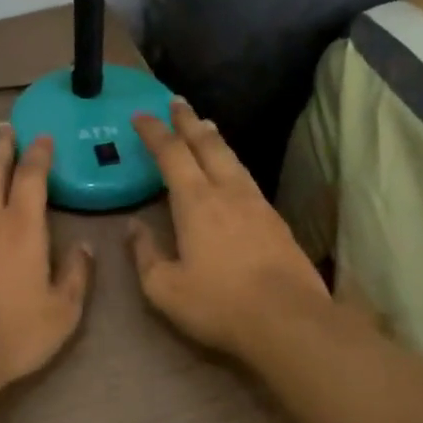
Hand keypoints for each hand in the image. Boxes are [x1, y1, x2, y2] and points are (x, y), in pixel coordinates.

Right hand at [128, 100, 332, 360]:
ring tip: (205, 125)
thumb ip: (145, 253)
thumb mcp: (164, 288)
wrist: (289, 321)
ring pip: (231, 157)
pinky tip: (233, 170)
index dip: (154, 132)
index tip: (140, 115)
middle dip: (187, 120)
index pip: (171, 153)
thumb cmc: (219, 304)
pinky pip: (247, 177)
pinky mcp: (276, 219)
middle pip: (206, 144)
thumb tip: (133, 227)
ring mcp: (256, 203)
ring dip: (214, 137)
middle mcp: (226, 191)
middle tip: (176, 102)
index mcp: (195, 201)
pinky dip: (232, 162)